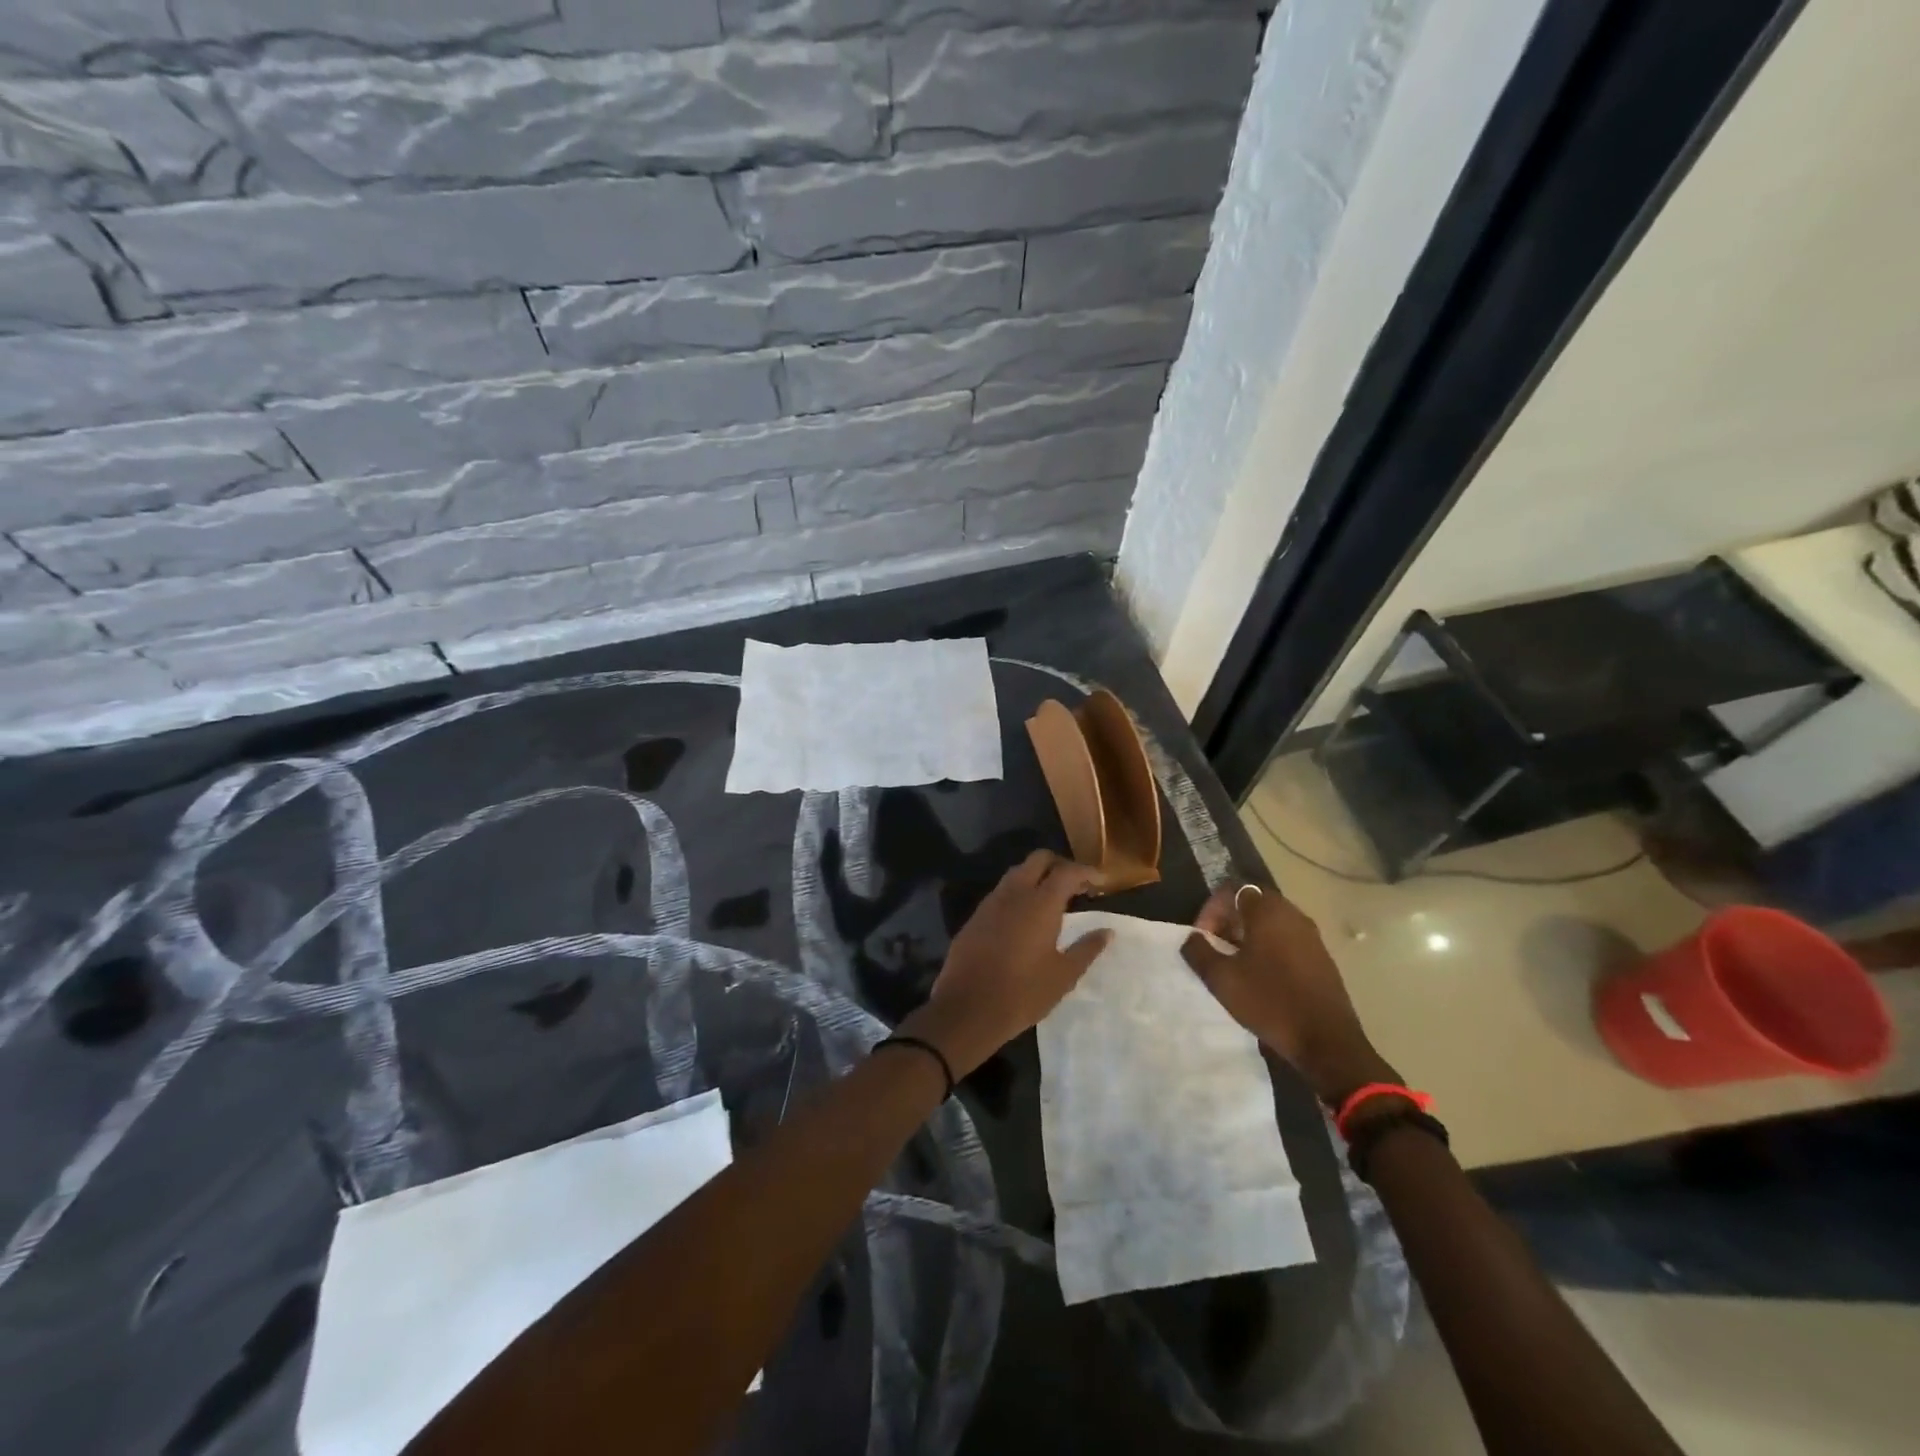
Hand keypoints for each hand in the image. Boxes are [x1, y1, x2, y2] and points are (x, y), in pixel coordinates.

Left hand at [901, 851, 1112, 1076]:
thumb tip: (1106, 931)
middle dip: (1060, 865)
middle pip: (1038, 860)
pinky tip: (1025, 917)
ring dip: (1037, 877)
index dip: (1087, 872)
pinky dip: (1018, 894)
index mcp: (1040, 903)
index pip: (1067, 872)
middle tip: (1077, 885)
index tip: (1101, 881)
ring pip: (1016, 873)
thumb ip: (1087, 948)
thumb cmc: (1023, 993)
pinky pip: (1001, 893)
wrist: (968, 1008)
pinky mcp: (975, 917)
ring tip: (1052, 900)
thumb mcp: (1063, 975)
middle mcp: (1014, 893)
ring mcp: (991, 903)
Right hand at [1182, 884, 1395, 1103]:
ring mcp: (1311, 936)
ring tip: (1234, 963)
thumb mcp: (1222, 979)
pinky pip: (1287, 939)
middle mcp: (1293, 915)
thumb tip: (1192, 938)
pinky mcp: (1321, 957)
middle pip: (1253, 902)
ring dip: (1247, 934)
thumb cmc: (1270, 1002)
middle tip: (1215, 947)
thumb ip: (1199, 951)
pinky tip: (1260, 977)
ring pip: (1271, 922)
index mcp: (1268, 912)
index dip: (1210, 908)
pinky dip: (1268, 947)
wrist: (1327, 1042)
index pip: (1232, 889)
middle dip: (1228, 920)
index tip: (1202, 937)